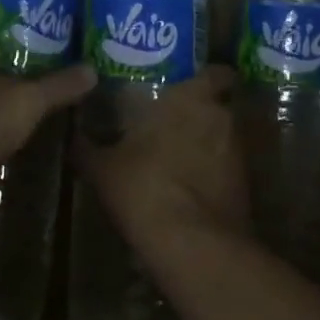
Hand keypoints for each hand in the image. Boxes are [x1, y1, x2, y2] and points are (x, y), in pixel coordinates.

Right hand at [71, 67, 247, 255]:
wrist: (195, 247)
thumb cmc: (146, 189)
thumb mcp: (104, 170)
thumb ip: (89, 147)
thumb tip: (74, 135)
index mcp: (191, 98)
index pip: (216, 72)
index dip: (206, 77)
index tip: (187, 83)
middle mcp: (221, 116)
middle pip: (218, 105)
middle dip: (200, 112)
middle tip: (173, 121)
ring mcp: (238, 152)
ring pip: (223, 137)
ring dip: (207, 143)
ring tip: (179, 158)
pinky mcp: (245, 185)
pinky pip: (227, 168)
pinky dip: (213, 173)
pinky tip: (190, 188)